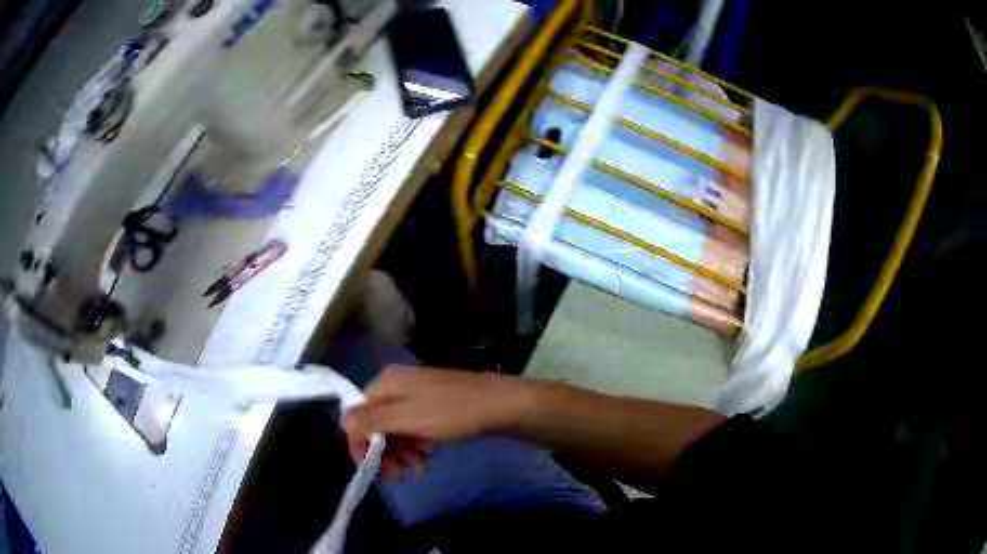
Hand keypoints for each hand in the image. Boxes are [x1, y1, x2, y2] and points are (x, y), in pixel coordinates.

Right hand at [343, 365, 525, 479]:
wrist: (498, 405)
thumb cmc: (449, 412)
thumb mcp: (406, 418)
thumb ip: (372, 420)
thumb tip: (343, 423)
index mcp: (386, 382)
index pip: (358, 413)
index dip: (359, 441)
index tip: (367, 467)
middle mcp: (398, 385)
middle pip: (377, 423)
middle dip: (384, 451)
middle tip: (396, 476)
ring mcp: (417, 396)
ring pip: (396, 429)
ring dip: (401, 453)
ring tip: (417, 470)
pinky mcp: (433, 407)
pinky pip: (414, 429)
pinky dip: (416, 446)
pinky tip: (426, 459)